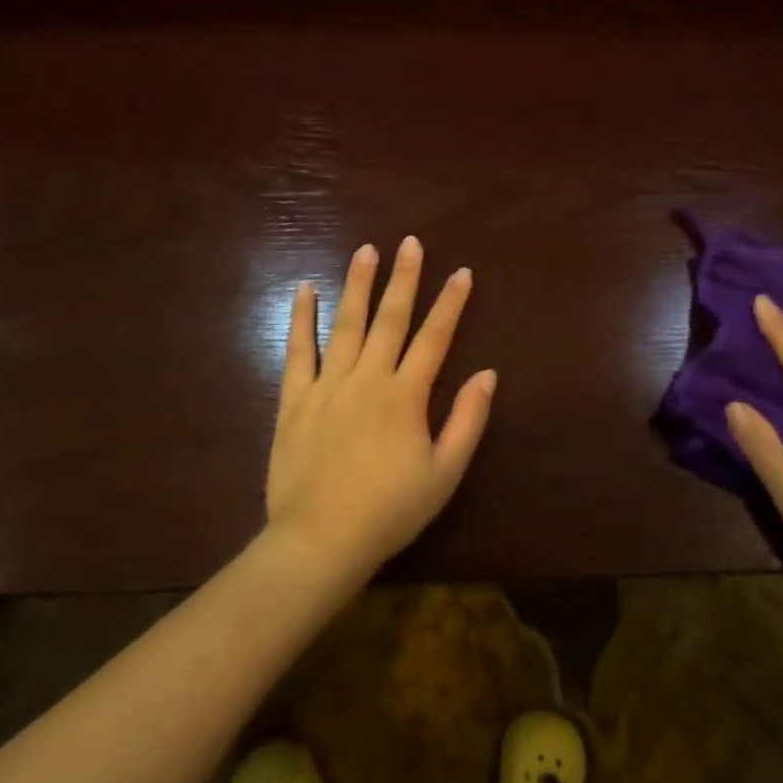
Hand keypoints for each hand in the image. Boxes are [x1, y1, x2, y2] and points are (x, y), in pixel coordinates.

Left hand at [264, 237, 495, 580]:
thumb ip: (467, 420)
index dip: (450, 303)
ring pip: (345, 324)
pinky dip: (302, 318)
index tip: (461, 272)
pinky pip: (298, 350)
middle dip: (403, 278)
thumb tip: (487, 373)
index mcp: (405, 395)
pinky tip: (305, 290)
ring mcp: (327, 385)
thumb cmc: (390, 510)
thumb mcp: (445, 472)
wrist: (320, 540)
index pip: (435, 337)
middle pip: (390, 319)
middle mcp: (368, 378)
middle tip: (409, 242)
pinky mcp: (294, 399)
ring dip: (357, 285)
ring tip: (365, 251)